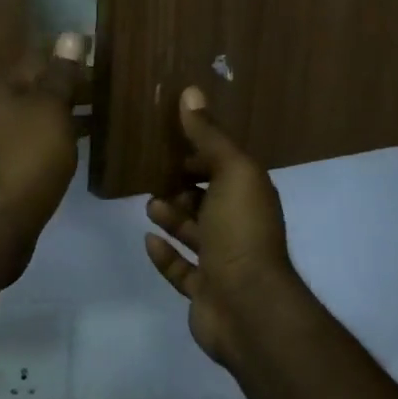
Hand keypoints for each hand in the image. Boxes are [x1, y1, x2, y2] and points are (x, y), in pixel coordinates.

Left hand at [0, 33, 87, 289]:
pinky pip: (34, 143)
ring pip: (37, 117)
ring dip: (67, 113)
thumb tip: (70, 33)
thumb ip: (61, 75)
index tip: (104, 53)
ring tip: (105, 113)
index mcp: (2, 89)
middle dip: (72, 85)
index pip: (39, 56)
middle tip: (111, 86)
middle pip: (37, 87)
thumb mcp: (49, 112)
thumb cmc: (25, 162)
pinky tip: (79, 147)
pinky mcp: (2, 170)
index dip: (70, 53)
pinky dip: (57, 139)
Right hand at [144, 87, 302, 367]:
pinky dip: (165, 255)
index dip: (200, 154)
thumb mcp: (230, 171)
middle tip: (151, 174)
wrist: (248, 307)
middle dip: (183, 186)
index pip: (224, 167)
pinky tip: (147, 240)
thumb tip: (191, 91)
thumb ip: (209, 135)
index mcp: (250, 196)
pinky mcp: (205, 291)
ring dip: (172, 217)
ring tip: (148, 204)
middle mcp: (240, 226)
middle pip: (208, 200)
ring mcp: (223, 262)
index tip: (168, 142)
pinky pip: (181, 270)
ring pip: (194, 233)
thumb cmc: (241, 231)